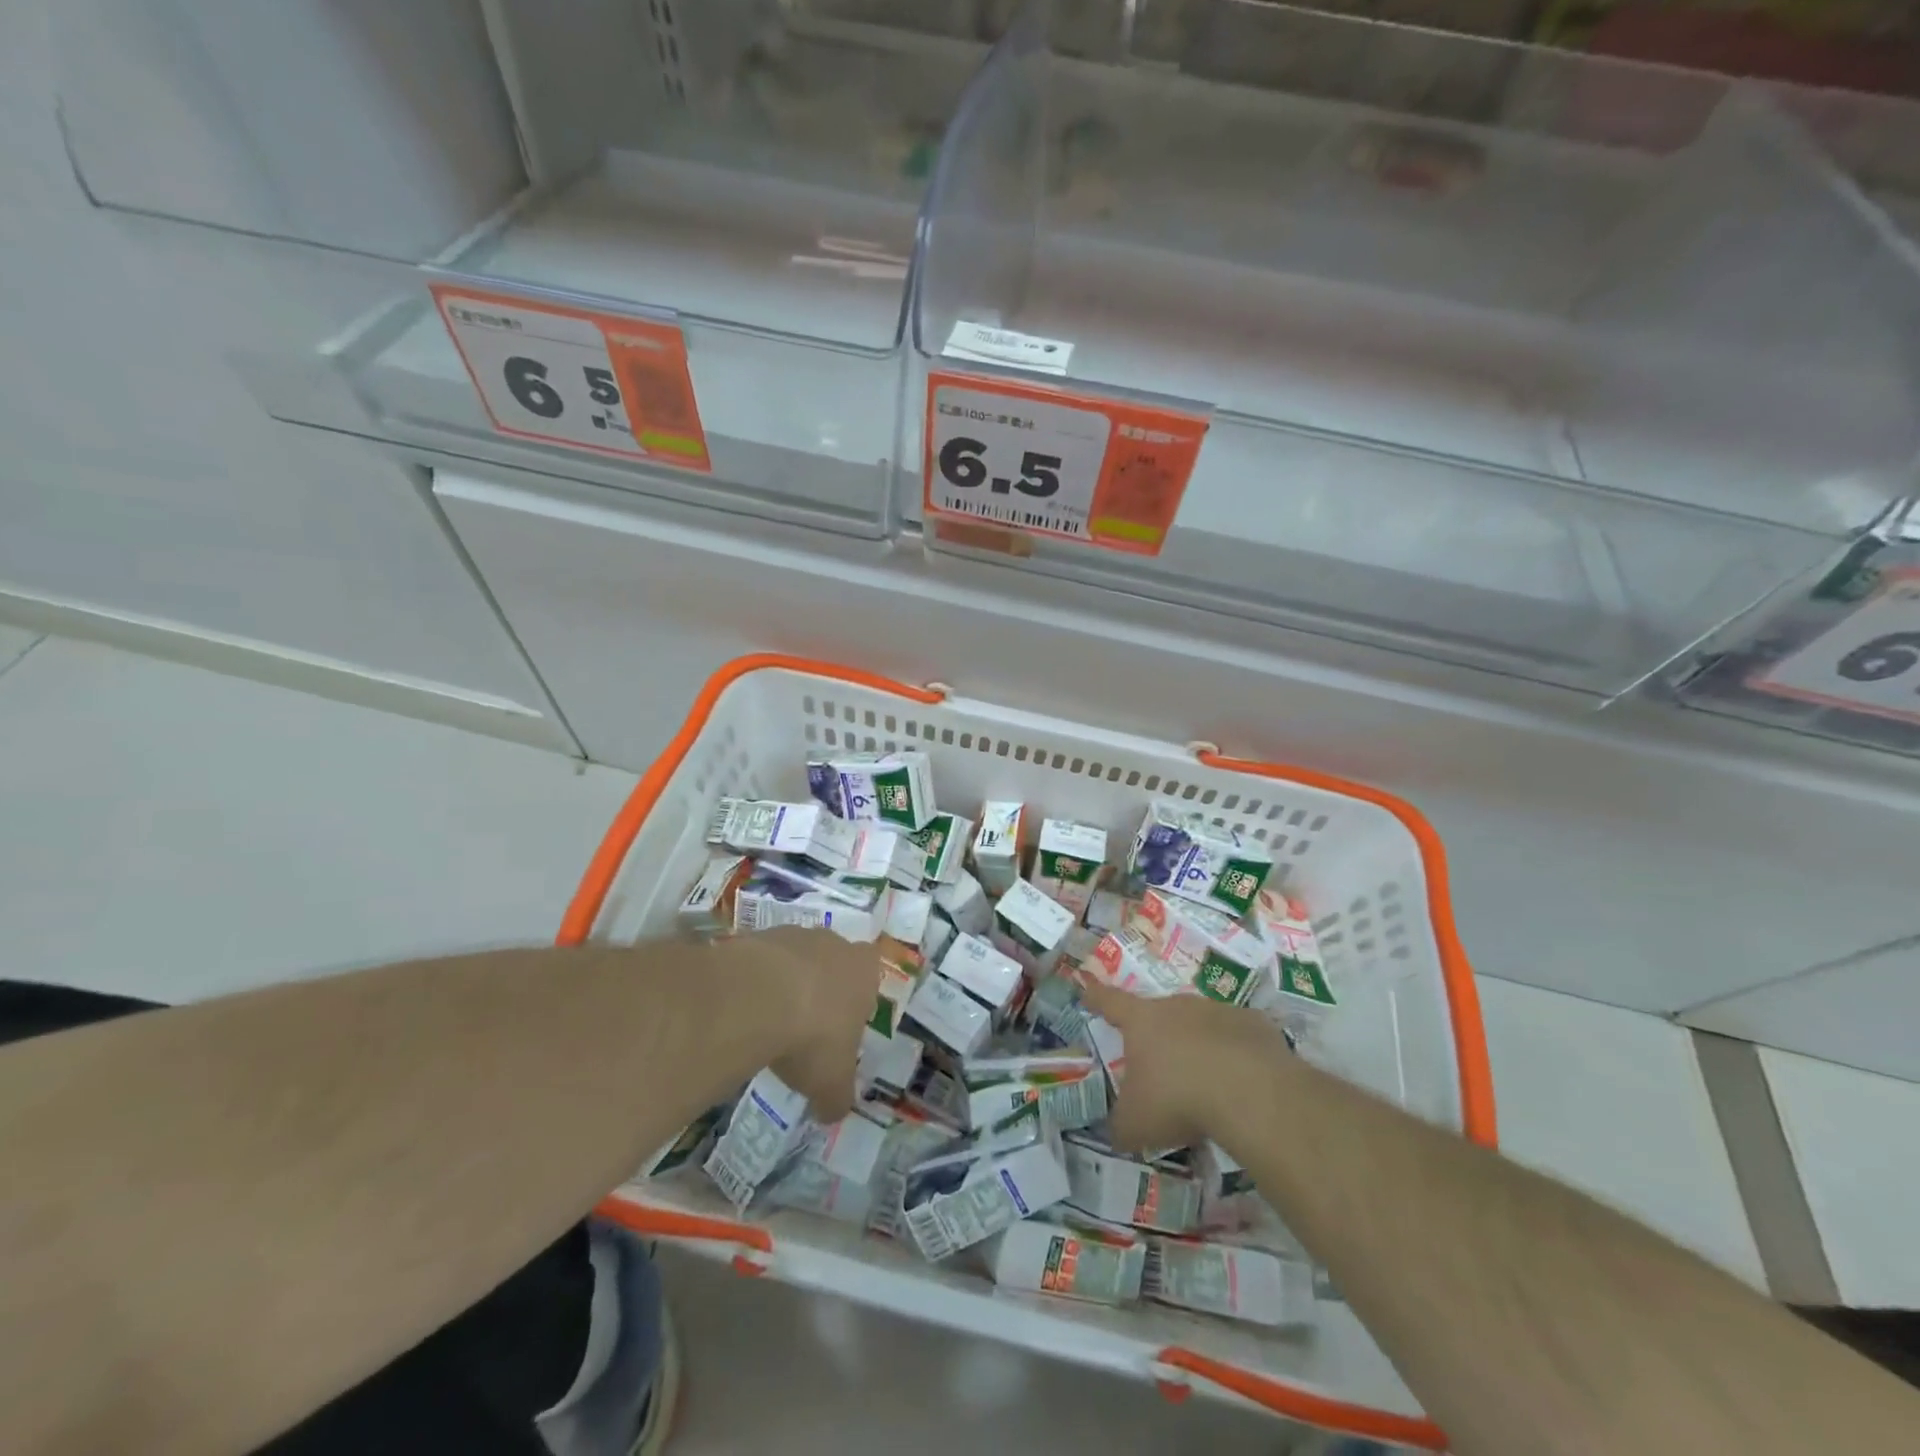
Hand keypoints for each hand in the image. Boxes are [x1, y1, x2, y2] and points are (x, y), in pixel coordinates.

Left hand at [714, 928, 876, 1121]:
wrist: (759, 998)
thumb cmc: (813, 1037)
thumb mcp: (832, 1084)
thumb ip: (837, 1098)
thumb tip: (833, 1112)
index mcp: (864, 971)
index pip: (869, 976)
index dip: (856, 1000)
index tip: (839, 1028)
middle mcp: (834, 944)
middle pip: (832, 962)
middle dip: (820, 989)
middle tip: (803, 1027)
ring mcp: (793, 935)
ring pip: (794, 958)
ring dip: (784, 984)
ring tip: (767, 1022)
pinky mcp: (756, 937)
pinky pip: (759, 961)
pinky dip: (753, 982)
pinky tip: (743, 1010)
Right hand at [1079, 982, 1289, 1151]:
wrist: (1250, 1092)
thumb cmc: (1178, 1099)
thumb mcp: (1135, 1123)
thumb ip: (1120, 1124)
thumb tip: (1116, 1130)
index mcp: (1141, 1021)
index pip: (1110, 1002)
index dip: (1096, 997)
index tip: (1088, 990)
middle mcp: (1178, 1006)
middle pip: (1160, 1013)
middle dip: (1157, 1035)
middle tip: (1161, 1066)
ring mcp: (1218, 1011)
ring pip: (1201, 1024)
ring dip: (1198, 1044)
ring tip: (1206, 1081)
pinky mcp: (1255, 1024)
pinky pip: (1238, 1037)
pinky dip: (1237, 1054)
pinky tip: (1242, 1083)